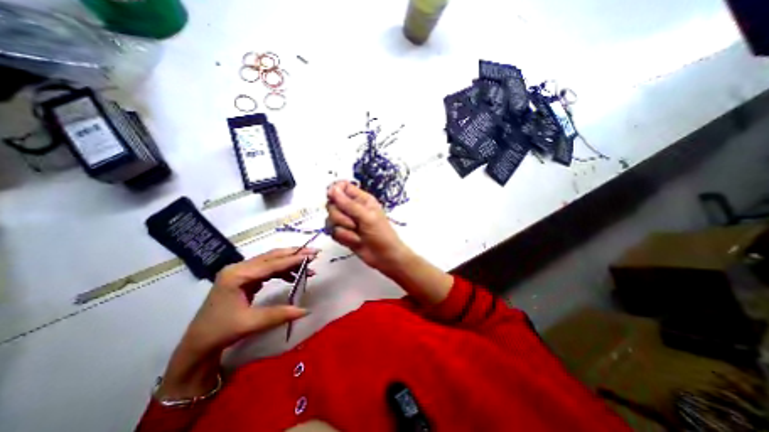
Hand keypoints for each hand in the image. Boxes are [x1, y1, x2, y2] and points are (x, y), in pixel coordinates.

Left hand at [182, 247, 317, 355]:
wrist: (198, 344)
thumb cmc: (221, 331)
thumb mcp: (251, 323)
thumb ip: (280, 314)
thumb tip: (307, 311)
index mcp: (237, 275)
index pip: (271, 263)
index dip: (293, 259)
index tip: (312, 256)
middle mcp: (239, 268)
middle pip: (272, 256)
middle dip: (294, 254)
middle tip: (314, 253)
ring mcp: (241, 272)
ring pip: (271, 261)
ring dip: (290, 263)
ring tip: (308, 267)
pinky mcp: (245, 278)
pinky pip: (268, 269)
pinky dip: (282, 271)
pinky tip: (293, 276)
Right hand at [324, 181, 410, 273]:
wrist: (385, 257)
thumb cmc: (381, 234)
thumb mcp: (367, 217)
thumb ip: (348, 204)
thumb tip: (332, 189)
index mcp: (362, 199)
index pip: (343, 187)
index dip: (335, 191)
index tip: (332, 198)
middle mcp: (353, 209)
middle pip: (333, 204)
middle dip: (340, 216)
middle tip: (354, 223)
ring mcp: (347, 222)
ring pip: (331, 219)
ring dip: (343, 229)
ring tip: (357, 234)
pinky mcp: (344, 234)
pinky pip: (333, 232)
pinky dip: (343, 237)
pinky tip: (354, 241)